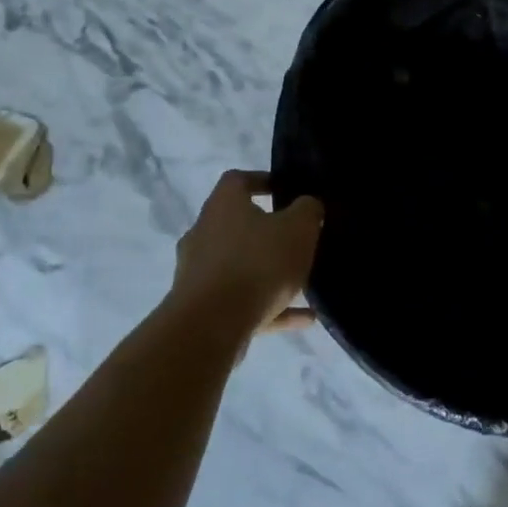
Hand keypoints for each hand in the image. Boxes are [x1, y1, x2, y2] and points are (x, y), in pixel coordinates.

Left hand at [171, 170, 323, 332]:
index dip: (262, 180)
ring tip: (305, 282)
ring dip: (270, 273)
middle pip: (237, 225)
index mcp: (223, 205)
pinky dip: (272, 306)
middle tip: (297, 238)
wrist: (211, 326)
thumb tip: (307, 205)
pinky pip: (244, 301)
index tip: (286, 190)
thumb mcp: (298, 229)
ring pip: (241, 266)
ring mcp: (199, 272)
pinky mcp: (203, 308)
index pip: (238, 180)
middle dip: (267, 232)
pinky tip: (305, 317)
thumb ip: (308, 211)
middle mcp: (204, 233)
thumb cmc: (258, 263)